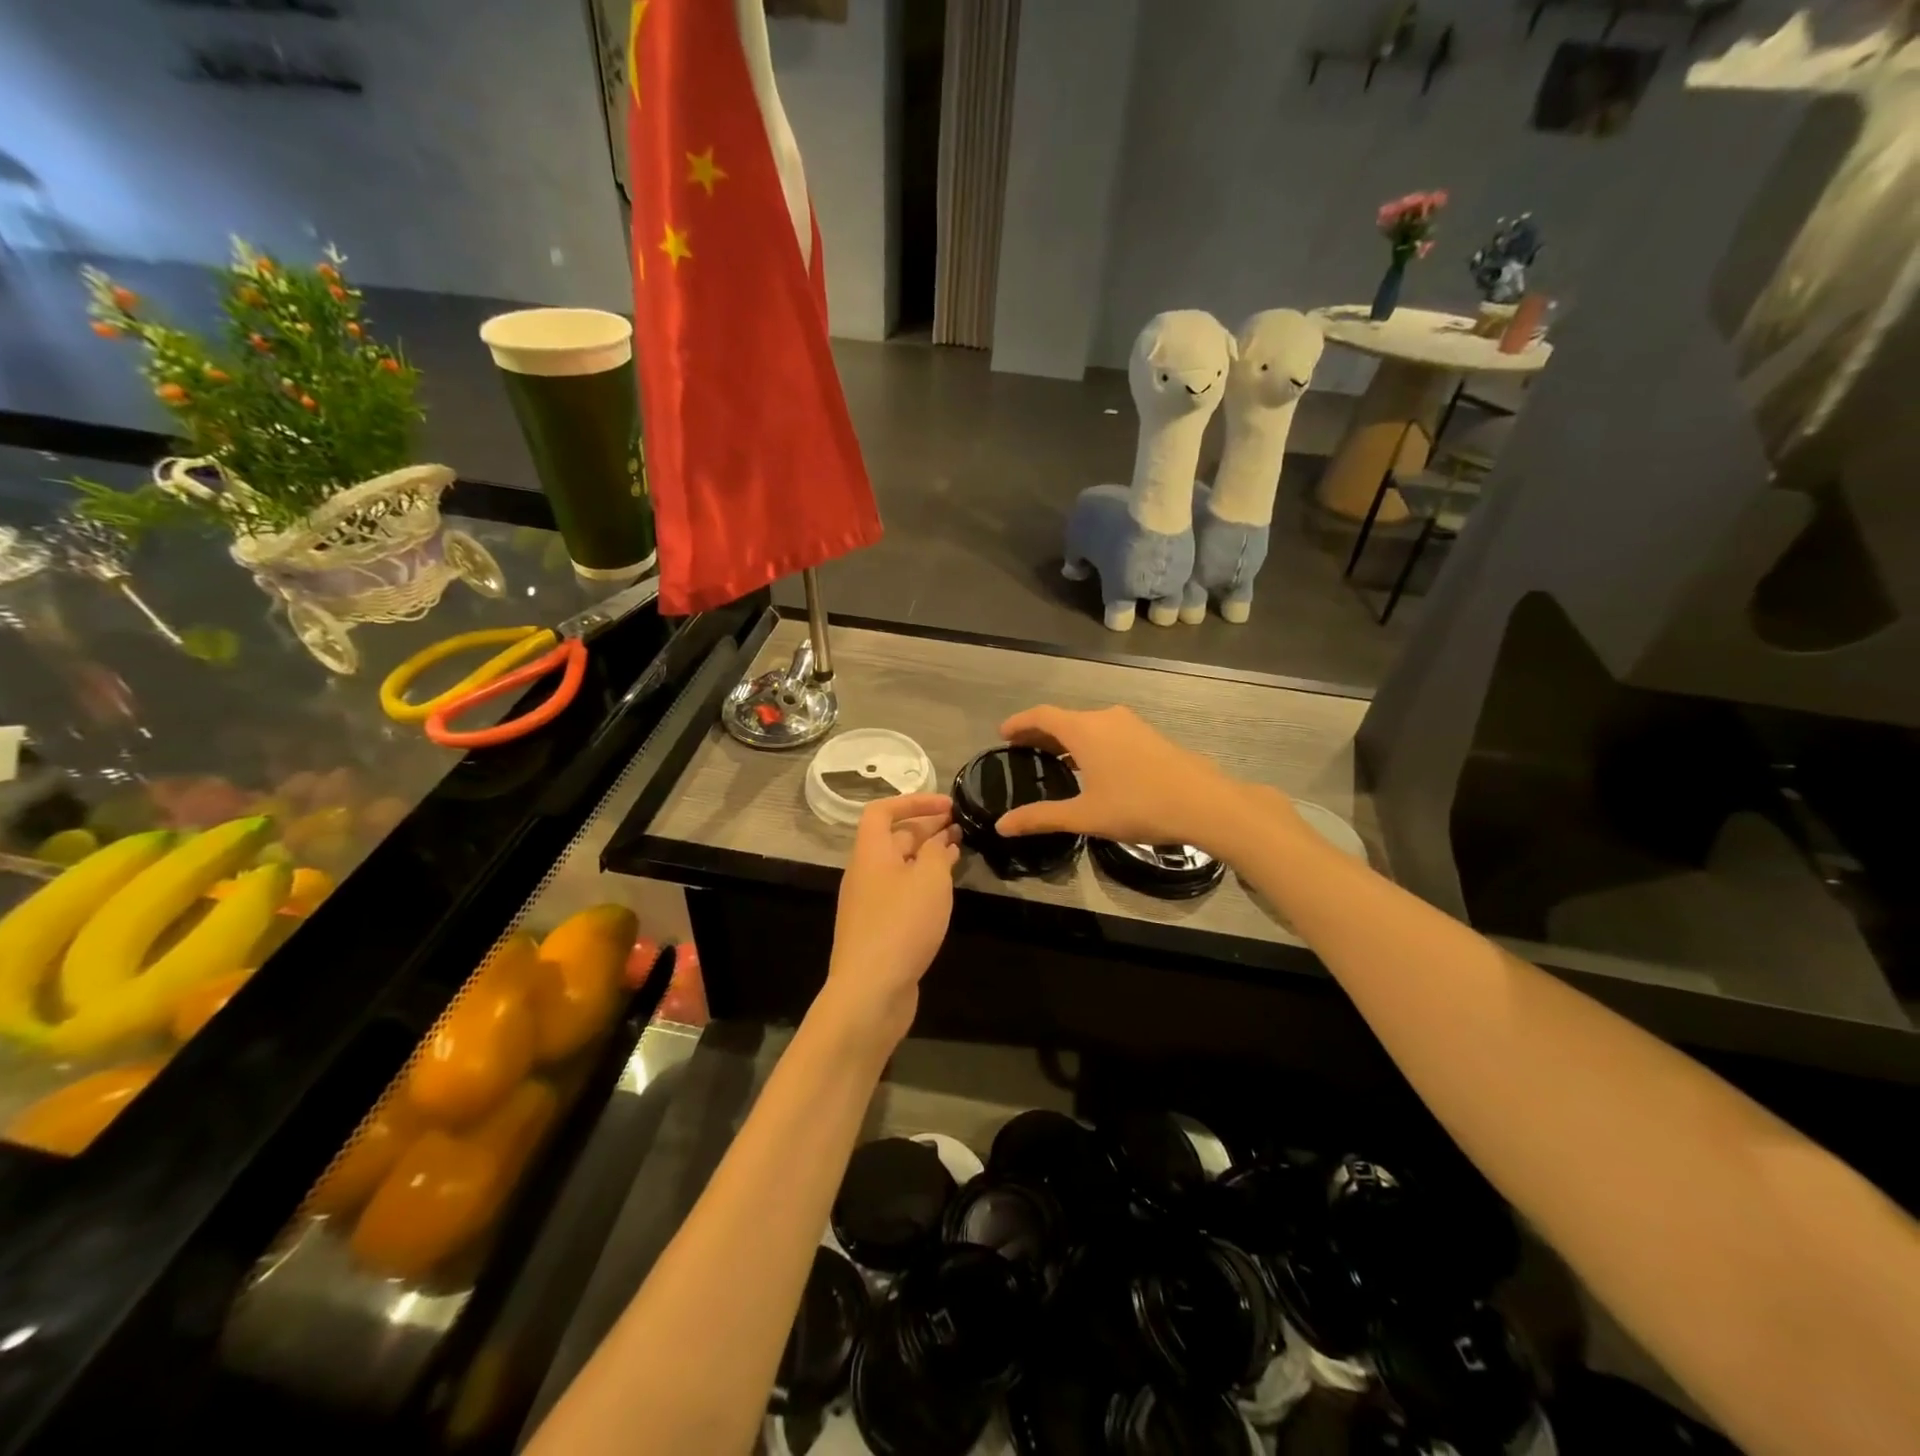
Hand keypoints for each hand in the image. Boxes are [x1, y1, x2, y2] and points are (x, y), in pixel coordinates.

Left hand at [822, 793, 958, 1052]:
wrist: (870, 991)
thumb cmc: (901, 925)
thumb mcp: (930, 880)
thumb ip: (938, 852)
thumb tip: (941, 840)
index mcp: (871, 853)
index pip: (882, 811)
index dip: (913, 801)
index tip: (947, 805)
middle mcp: (865, 873)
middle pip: (893, 838)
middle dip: (926, 828)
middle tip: (961, 826)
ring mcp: (870, 903)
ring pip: (900, 866)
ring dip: (928, 855)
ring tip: (959, 851)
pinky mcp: (879, 929)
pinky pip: (902, 892)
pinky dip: (923, 882)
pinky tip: (944, 891)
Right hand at [995, 704, 1273, 854]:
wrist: (1203, 803)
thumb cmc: (1137, 805)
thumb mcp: (1084, 816)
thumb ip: (1041, 817)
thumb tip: (1002, 825)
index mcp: (1084, 729)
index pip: (1041, 716)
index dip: (1019, 723)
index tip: (1002, 734)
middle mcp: (1105, 718)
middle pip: (1063, 719)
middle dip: (1040, 733)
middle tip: (1020, 750)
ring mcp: (1130, 725)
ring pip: (1087, 725)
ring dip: (1066, 739)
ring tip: (1051, 760)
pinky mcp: (1149, 736)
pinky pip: (1107, 732)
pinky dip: (1088, 743)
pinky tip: (1090, 767)